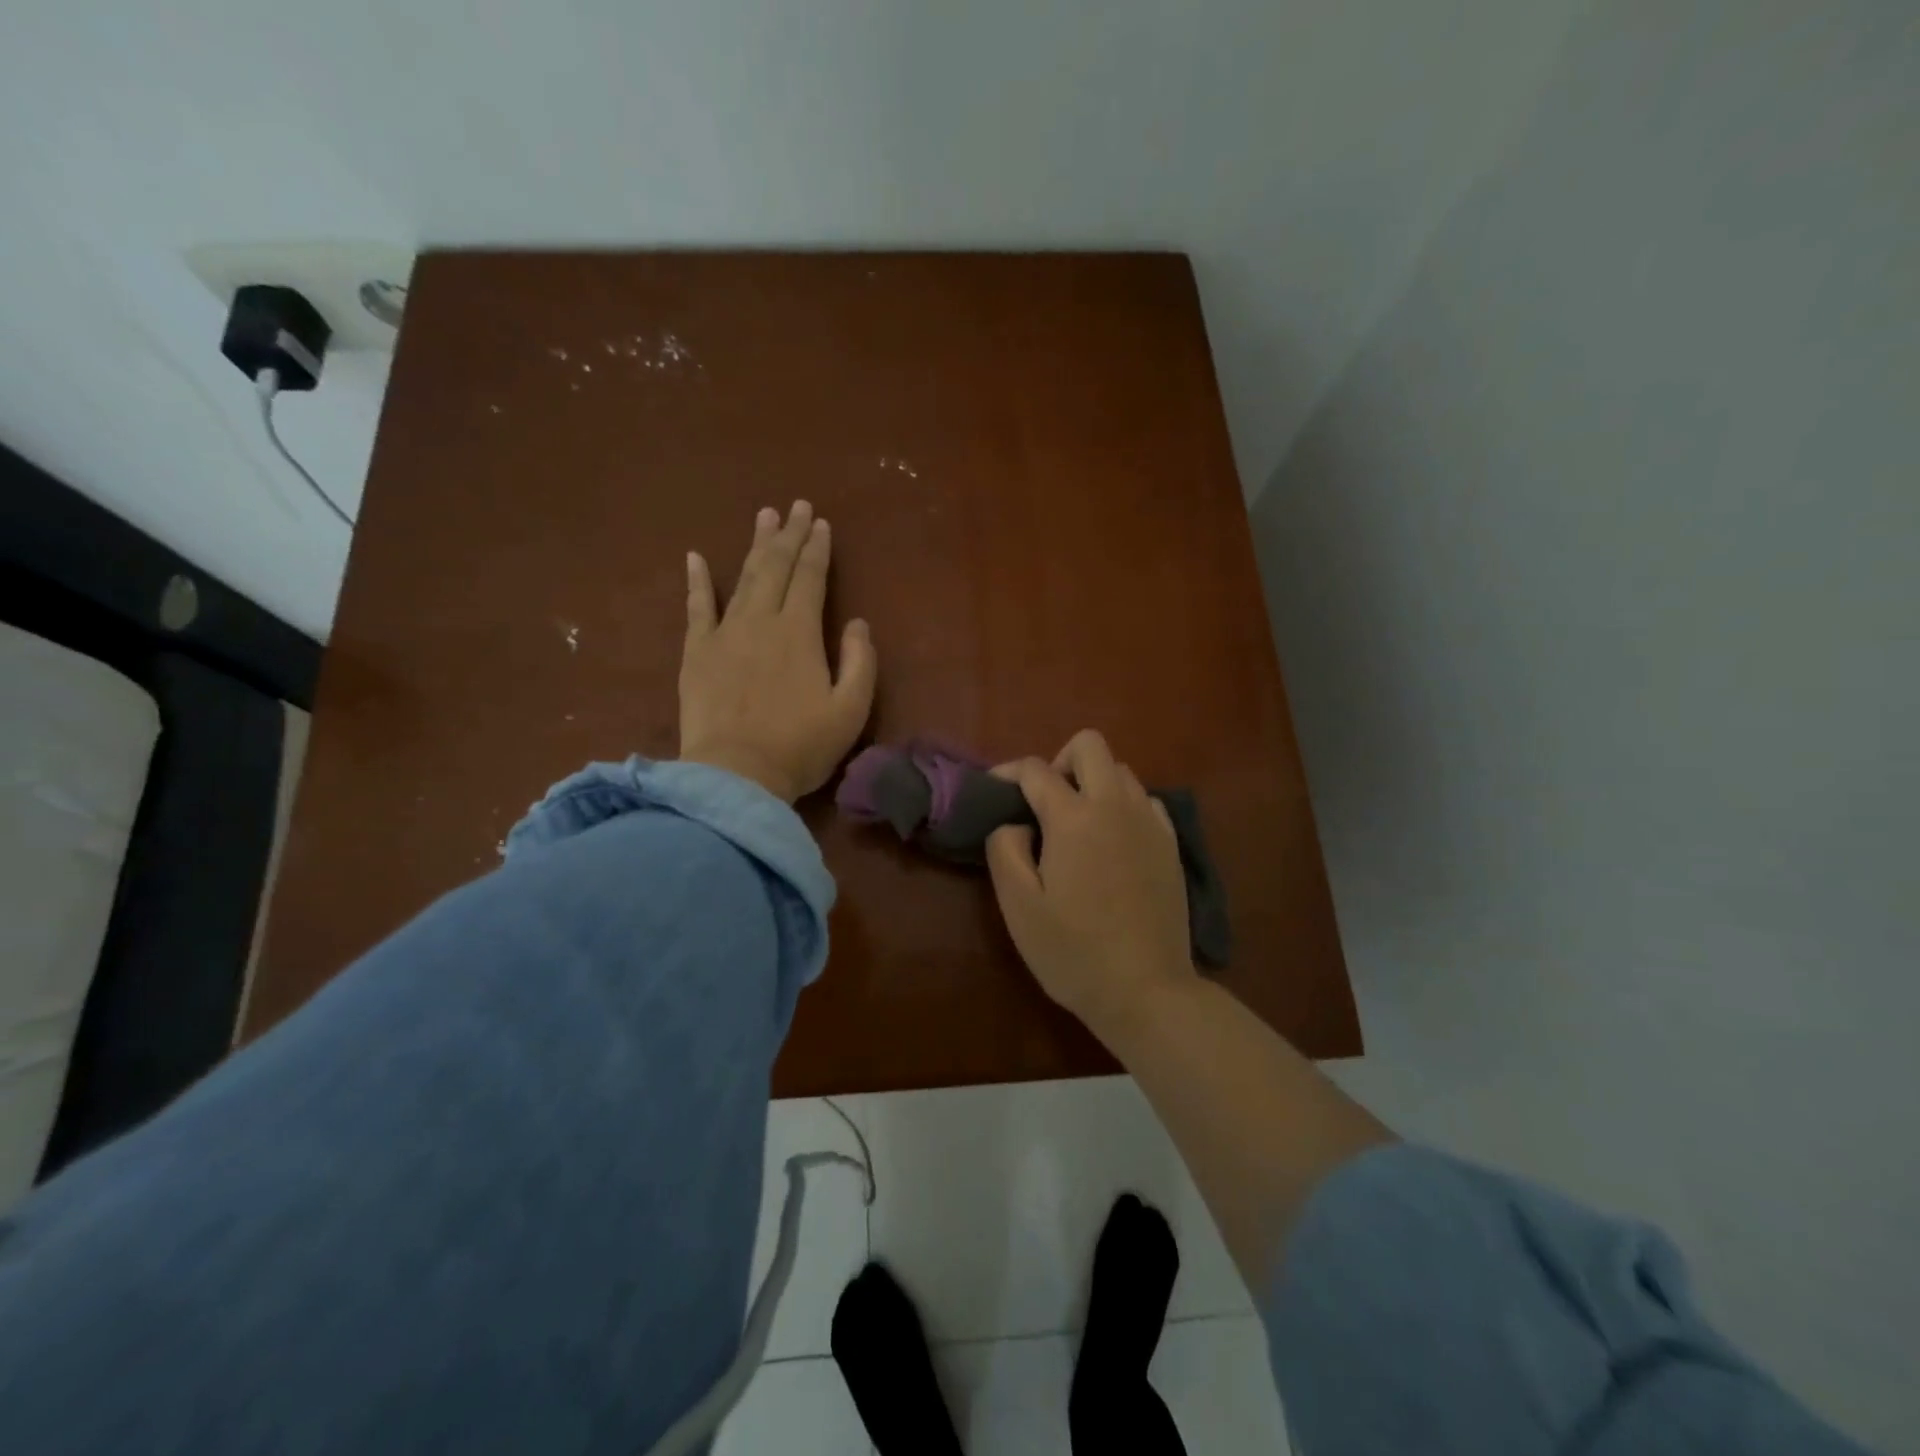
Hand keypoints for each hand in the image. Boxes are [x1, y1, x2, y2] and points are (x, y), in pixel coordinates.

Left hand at [680, 501, 877, 801]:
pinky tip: (695, 558)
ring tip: (764, 518)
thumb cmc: (800, 746)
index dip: (817, 549)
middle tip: (796, 507)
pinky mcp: (697, 653)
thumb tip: (858, 624)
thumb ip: (860, 662)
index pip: (811, 578)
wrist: (736, 775)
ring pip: (743, 578)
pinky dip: (697, 582)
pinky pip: (697, 608)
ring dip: (755, 546)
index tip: (821, 523)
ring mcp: (725, 634)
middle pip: (777, 568)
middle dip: (789, 536)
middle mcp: (762, 621)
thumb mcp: (850, 711)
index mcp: (800, 632)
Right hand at [985, 730, 1196, 1034]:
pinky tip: (1113, 842)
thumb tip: (1015, 822)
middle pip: (1089, 745)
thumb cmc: (1073, 952)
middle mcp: (1115, 806)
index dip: (1007, 772)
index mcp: (1074, 818)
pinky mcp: (1171, 844)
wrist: (1147, 991)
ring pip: (1121, 770)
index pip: (1035, 769)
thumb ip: (1005, 849)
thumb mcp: (1019, 906)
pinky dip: (1123, 805)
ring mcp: (1150, 823)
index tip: (994, 791)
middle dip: (1059, 760)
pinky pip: (1145, 801)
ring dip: (1093, 782)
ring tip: (1077, 824)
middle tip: (1044, 803)